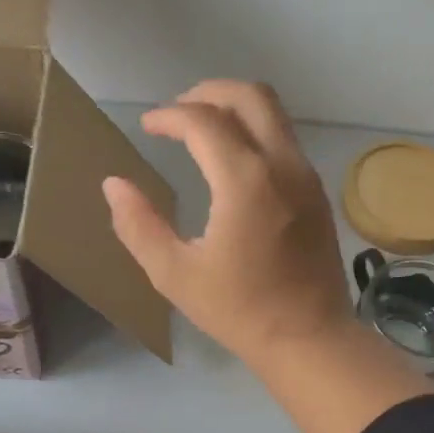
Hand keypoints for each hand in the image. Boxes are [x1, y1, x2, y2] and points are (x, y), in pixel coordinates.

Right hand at [101, 80, 354, 369]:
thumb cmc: (239, 311)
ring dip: (236, 109)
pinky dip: (257, 133)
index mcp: (244, 181)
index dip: (169, 116)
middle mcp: (282, 165)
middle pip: (250, 96)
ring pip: (274, 115)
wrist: (309, 339)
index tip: (147, 127)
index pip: (203, 121)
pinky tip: (235, 164)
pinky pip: (286, 141)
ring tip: (203, 131)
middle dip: (208, 93)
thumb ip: (139, 225)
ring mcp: (307, 177)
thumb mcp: (175, 275)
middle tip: (178, 112)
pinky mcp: (318, 194)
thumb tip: (115, 185)